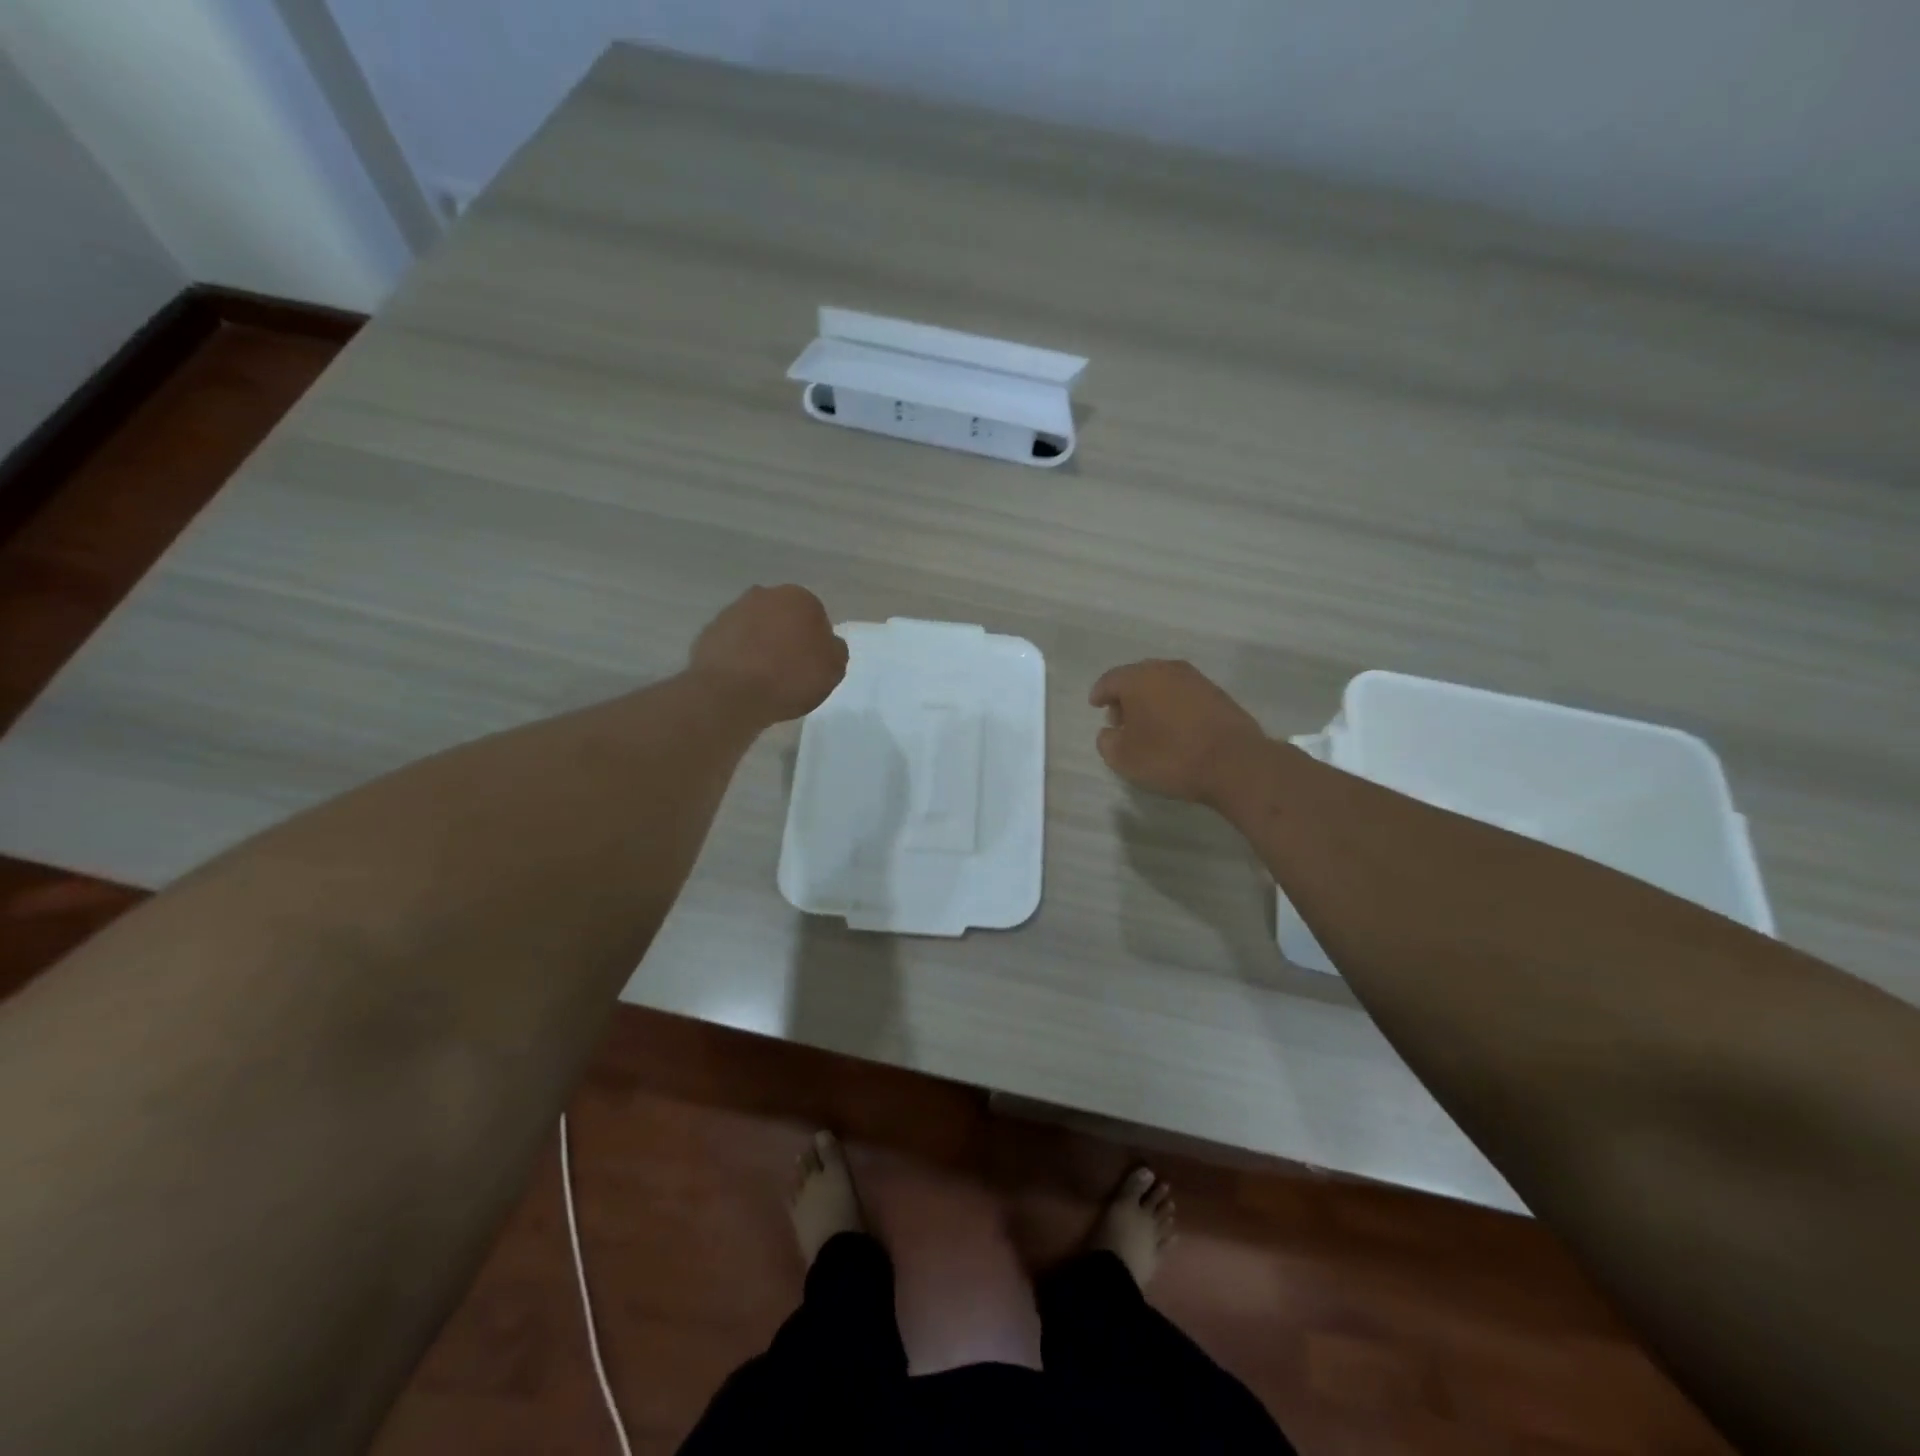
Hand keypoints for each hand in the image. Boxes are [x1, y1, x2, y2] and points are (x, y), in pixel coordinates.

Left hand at [688, 585, 847, 724]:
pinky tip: (743, 680)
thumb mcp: (834, 669)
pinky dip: (739, 657)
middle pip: (783, 618)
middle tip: (789, 669)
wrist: (731, 694)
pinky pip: (733, 644)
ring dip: (761, 645)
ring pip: (756, 628)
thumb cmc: (790, 677)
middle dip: (786, 637)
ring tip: (764, 678)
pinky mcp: (708, 632)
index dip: (816, 642)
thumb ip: (835, 650)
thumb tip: (827, 643)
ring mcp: (732, 611)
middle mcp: (764, 595)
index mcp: (799, 598)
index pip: (815, 616)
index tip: (812, 664)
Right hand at [1088, 660, 1267, 805]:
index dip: (1099, 694)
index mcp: (1138, 678)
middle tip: (1120, 719)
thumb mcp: (1123, 758)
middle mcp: (1166, 670)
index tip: (1095, 705)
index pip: (1110, 680)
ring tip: (1148, 726)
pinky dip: (1173, 707)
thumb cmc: (1170, 756)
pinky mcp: (1218, 694)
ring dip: (1151, 701)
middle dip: (1126, 696)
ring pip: (1163, 685)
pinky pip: (1184, 695)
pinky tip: (1174, 728)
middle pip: (1137, 678)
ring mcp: (1196, 679)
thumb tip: (1110, 732)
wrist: (1234, 762)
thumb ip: (1107, 741)